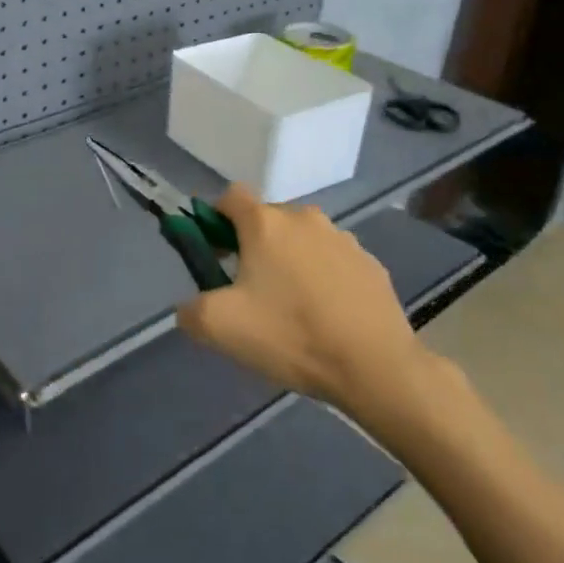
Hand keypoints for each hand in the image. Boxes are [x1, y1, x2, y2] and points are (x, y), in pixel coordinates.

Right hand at [178, 185, 422, 408]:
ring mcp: (343, 239)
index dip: (216, 218)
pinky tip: (327, 316)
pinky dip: (324, 278)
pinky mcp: (371, 264)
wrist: (375, 366)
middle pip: (268, 219)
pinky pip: (335, 262)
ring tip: (293, 308)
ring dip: (291, 261)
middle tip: (250, 290)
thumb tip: (189, 308)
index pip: (231, 196)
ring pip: (303, 240)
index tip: (215, 252)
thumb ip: (190, 310)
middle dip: (254, 245)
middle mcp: (305, 218)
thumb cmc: (291, 335)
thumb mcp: (220, 327)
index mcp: (265, 223)